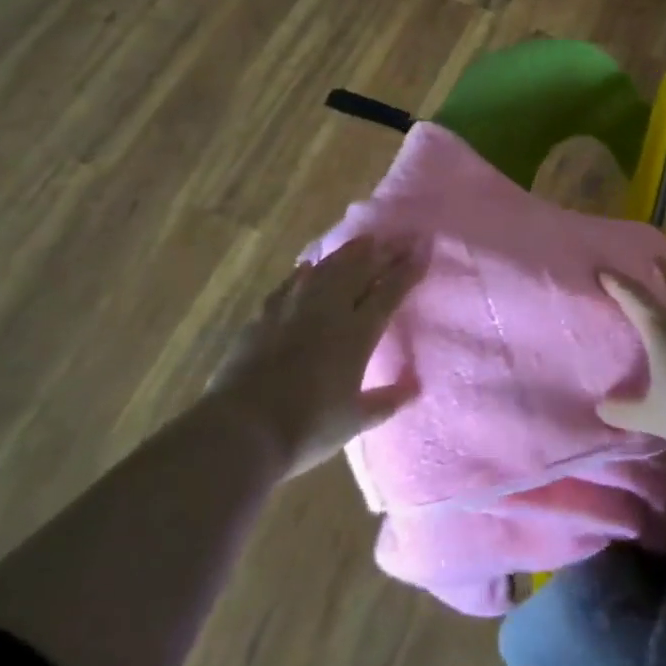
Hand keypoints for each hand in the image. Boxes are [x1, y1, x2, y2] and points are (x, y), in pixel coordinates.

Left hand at [205, 237, 424, 478]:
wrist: (242, 428)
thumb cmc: (307, 428)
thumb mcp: (354, 421)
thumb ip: (386, 401)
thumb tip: (416, 387)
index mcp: (357, 333)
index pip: (389, 292)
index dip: (408, 270)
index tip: (423, 249)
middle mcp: (329, 310)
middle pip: (361, 270)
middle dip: (384, 252)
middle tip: (401, 237)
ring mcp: (294, 307)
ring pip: (328, 269)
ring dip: (349, 252)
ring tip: (366, 240)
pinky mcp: (265, 314)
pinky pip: (292, 283)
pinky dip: (306, 271)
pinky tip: (310, 265)